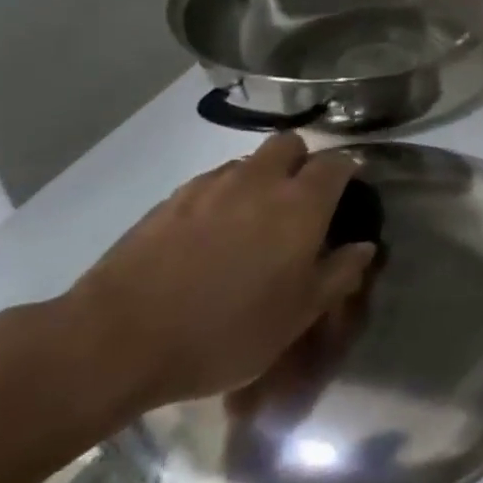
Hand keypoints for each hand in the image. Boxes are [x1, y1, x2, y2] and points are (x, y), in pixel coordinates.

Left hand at [56, 134, 373, 419]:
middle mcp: (259, 181)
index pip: (337, 163)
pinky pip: (212, 183)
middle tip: (303, 200)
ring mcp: (210, 186)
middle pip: (290, 144)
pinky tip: (212, 235)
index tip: (352, 189)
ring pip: (249, 162)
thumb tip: (363, 247)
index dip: (349, 170)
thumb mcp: (297, 317)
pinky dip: (224, 196)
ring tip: (255, 220)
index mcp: (300, 204)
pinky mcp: (171, 200)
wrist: (118, 338)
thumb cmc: (225, 331)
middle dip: (303, 162)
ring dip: (262, 178)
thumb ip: (338, 275)